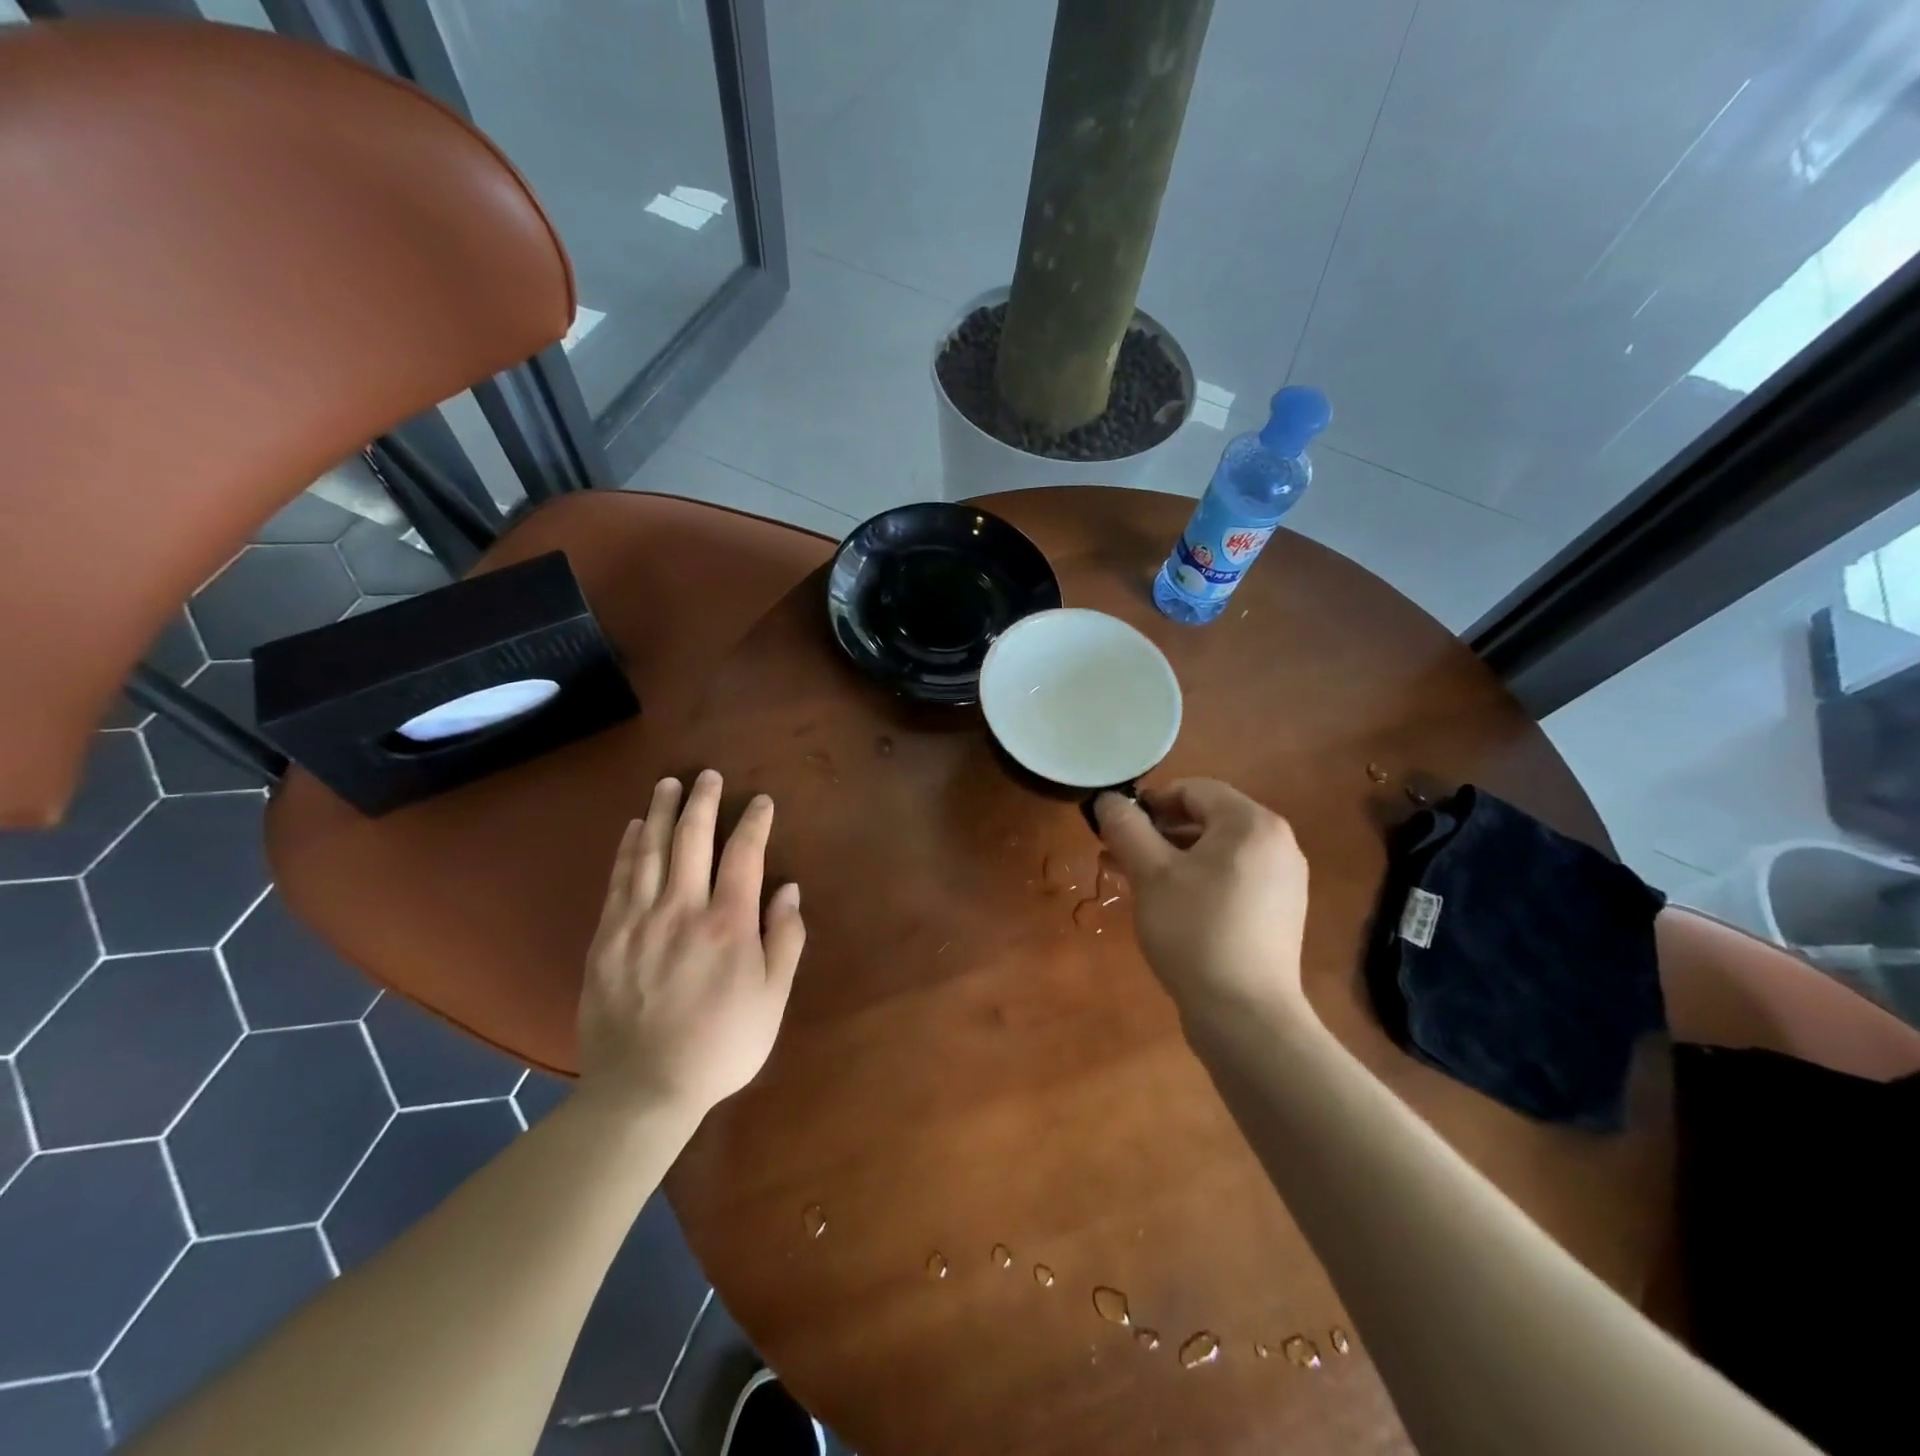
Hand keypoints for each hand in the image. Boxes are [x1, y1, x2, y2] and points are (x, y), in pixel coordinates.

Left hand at [577, 769, 805, 1116]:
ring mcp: (639, 921)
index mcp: (728, 924)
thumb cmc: (721, 1045)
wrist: (644, 1089)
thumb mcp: (772, 999)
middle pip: (692, 839)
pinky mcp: (607, 937)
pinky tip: (634, 829)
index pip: (744, 855)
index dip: (754, 822)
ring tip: (668, 784)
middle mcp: (682, 909)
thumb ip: (784, 940)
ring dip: (661, 812)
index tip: (761, 802)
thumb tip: (789, 890)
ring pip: (651, 851)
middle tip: (707, 776)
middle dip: (703, 802)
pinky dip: (628, 848)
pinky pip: (619, 879)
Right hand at [1095, 778, 1309, 1023]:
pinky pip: (1231, 879)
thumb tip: (1106, 800)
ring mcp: (1283, 881)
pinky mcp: (1278, 913)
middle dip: (1156, 833)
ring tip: (1132, 880)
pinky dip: (1196, 881)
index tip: (1116, 828)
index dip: (1149, 803)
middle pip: (1206, 819)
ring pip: (1216, 852)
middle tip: (1118, 856)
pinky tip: (1166, 904)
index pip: (1193, 790)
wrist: (1245, 1015)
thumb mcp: (1150, 873)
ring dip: (1171, 858)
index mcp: (1252, 823)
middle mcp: (1277, 843)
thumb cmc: (1195, 930)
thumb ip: (1126, 828)